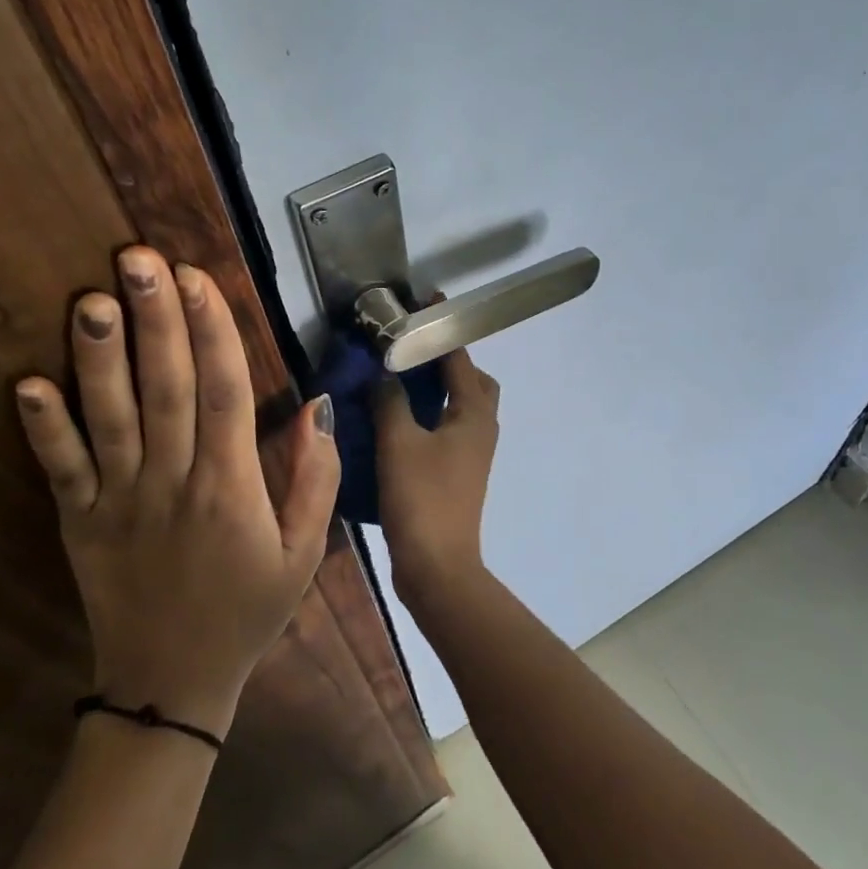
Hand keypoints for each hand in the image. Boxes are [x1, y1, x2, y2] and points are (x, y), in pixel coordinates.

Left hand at [15, 247, 339, 733]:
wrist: (173, 683)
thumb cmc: (248, 611)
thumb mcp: (305, 554)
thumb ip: (316, 480)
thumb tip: (317, 409)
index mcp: (232, 488)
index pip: (224, 392)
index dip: (213, 331)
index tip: (197, 279)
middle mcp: (174, 483)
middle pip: (165, 389)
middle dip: (155, 320)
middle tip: (138, 258)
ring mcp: (119, 502)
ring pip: (110, 418)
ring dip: (99, 357)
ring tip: (91, 299)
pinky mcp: (79, 524)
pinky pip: (59, 471)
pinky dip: (43, 428)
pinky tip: (28, 383)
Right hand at [373, 348, 500, 597]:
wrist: (437, 565)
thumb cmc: (421, 497)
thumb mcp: (398, 442)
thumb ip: (391, 400)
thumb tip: (385, 374)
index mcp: (474, 413)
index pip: (460, 357)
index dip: (442, 328)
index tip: (425, 302)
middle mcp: (482, 428)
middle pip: (473, 381)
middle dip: (449, 361)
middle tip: (414, 351)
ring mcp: (474, 453)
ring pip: (462, 407)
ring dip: (439, 389)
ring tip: (402, 381)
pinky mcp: (460, 473)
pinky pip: (451, 429)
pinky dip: (432, 415)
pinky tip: (400, 420)